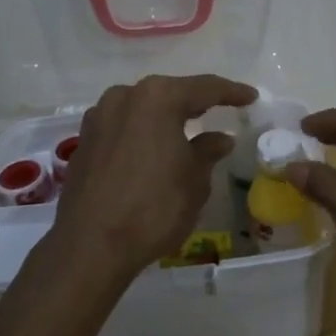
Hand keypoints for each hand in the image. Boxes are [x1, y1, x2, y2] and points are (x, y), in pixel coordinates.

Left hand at [51, 74, 257, 279]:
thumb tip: (219, 139)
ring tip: (187, 127)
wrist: (90, 247)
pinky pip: (123, 127)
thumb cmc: (153, 208)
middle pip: (169, 93)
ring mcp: (99, 117)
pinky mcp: (85, 142)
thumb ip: (208, 151)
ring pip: (143, 108)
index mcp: (157, 98)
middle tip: (221, 108)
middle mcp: (124, 97)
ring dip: (165, 116)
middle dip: (195, 101)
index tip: (250, 97)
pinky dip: (143, 132)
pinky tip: (154, 148)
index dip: (231, 92)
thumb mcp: (194, 180)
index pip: (204, 88)